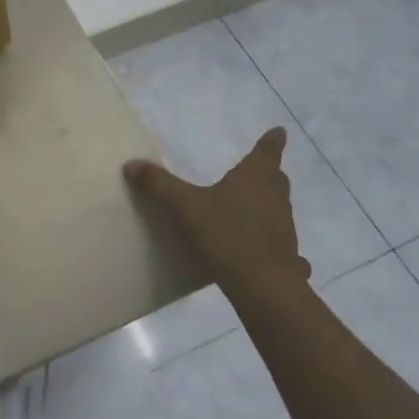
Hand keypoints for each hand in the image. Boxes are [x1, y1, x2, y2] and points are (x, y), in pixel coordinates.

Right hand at [123, 128, 310, 294]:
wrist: (263, 287)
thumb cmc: (227, 235)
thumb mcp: (186, 207)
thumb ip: (160, 185)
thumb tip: (131, 164)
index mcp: (255, 177)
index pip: (268, 151)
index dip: (273, 140)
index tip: (280, 131)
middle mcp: (275, 197)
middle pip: (276, 178)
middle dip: (268, 172)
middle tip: (258, 170)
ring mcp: (285, 228)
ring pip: (279, 208)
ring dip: (269, 205)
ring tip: (250, 208)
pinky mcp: (287, 257)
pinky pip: (282, 244)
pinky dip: (274, 243)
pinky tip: (263, 253)